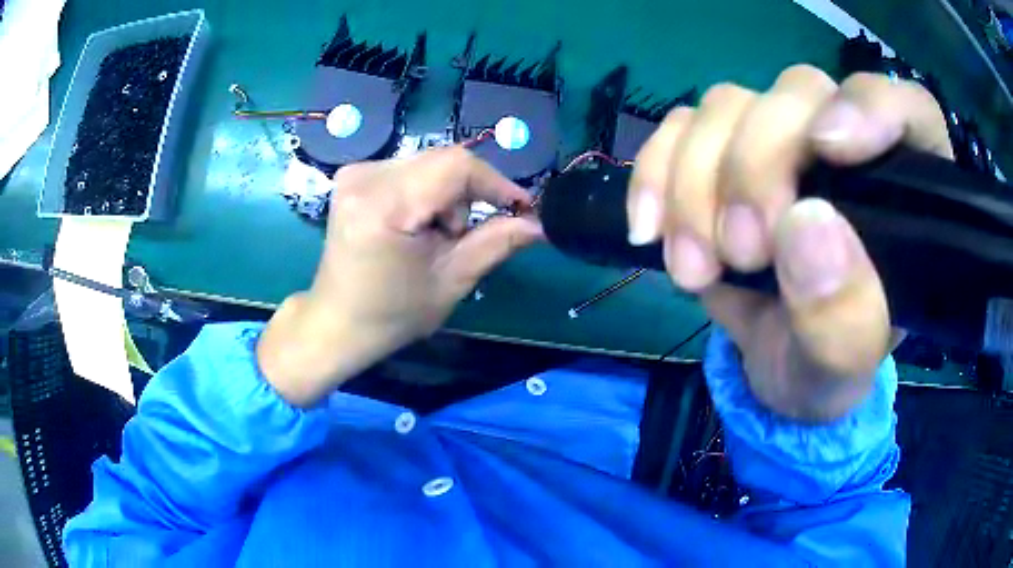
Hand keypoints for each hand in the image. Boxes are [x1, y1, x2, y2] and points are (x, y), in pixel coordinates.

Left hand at [259, 147, 541, 405]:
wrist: (337, 321)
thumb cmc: (392, 314)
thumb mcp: (452, 281)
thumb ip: (497, 242)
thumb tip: (540, 223)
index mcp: (385, 205)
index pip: (456, 166)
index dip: (496, 183)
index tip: (521, 208)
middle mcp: (365, 176)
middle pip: (442, 161)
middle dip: (469, 195)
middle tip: (465, 236)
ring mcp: (355, 173)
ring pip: (429, 164)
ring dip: (447, 196)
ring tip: (435, 237)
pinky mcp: (353, 176)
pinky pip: (409, 170)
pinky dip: (426, 194)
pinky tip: (415, 226)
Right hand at [628, 66, 952, 420]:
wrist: (774, 372)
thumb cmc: (826, 369)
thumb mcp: (842, 368)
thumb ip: (843, 315)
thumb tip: (806, 225)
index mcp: (904, 191)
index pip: (905, 107)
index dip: (868, 107)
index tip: (827, 150)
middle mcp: (845, 145)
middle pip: (799, 92)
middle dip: (756, 165)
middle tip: (742, 251)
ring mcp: (780, 143)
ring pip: (729, 105)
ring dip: (697, 182)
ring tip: (696, 268)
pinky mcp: (724, 154)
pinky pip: (679, 128)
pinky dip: (655, 173)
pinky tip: (650, 230)